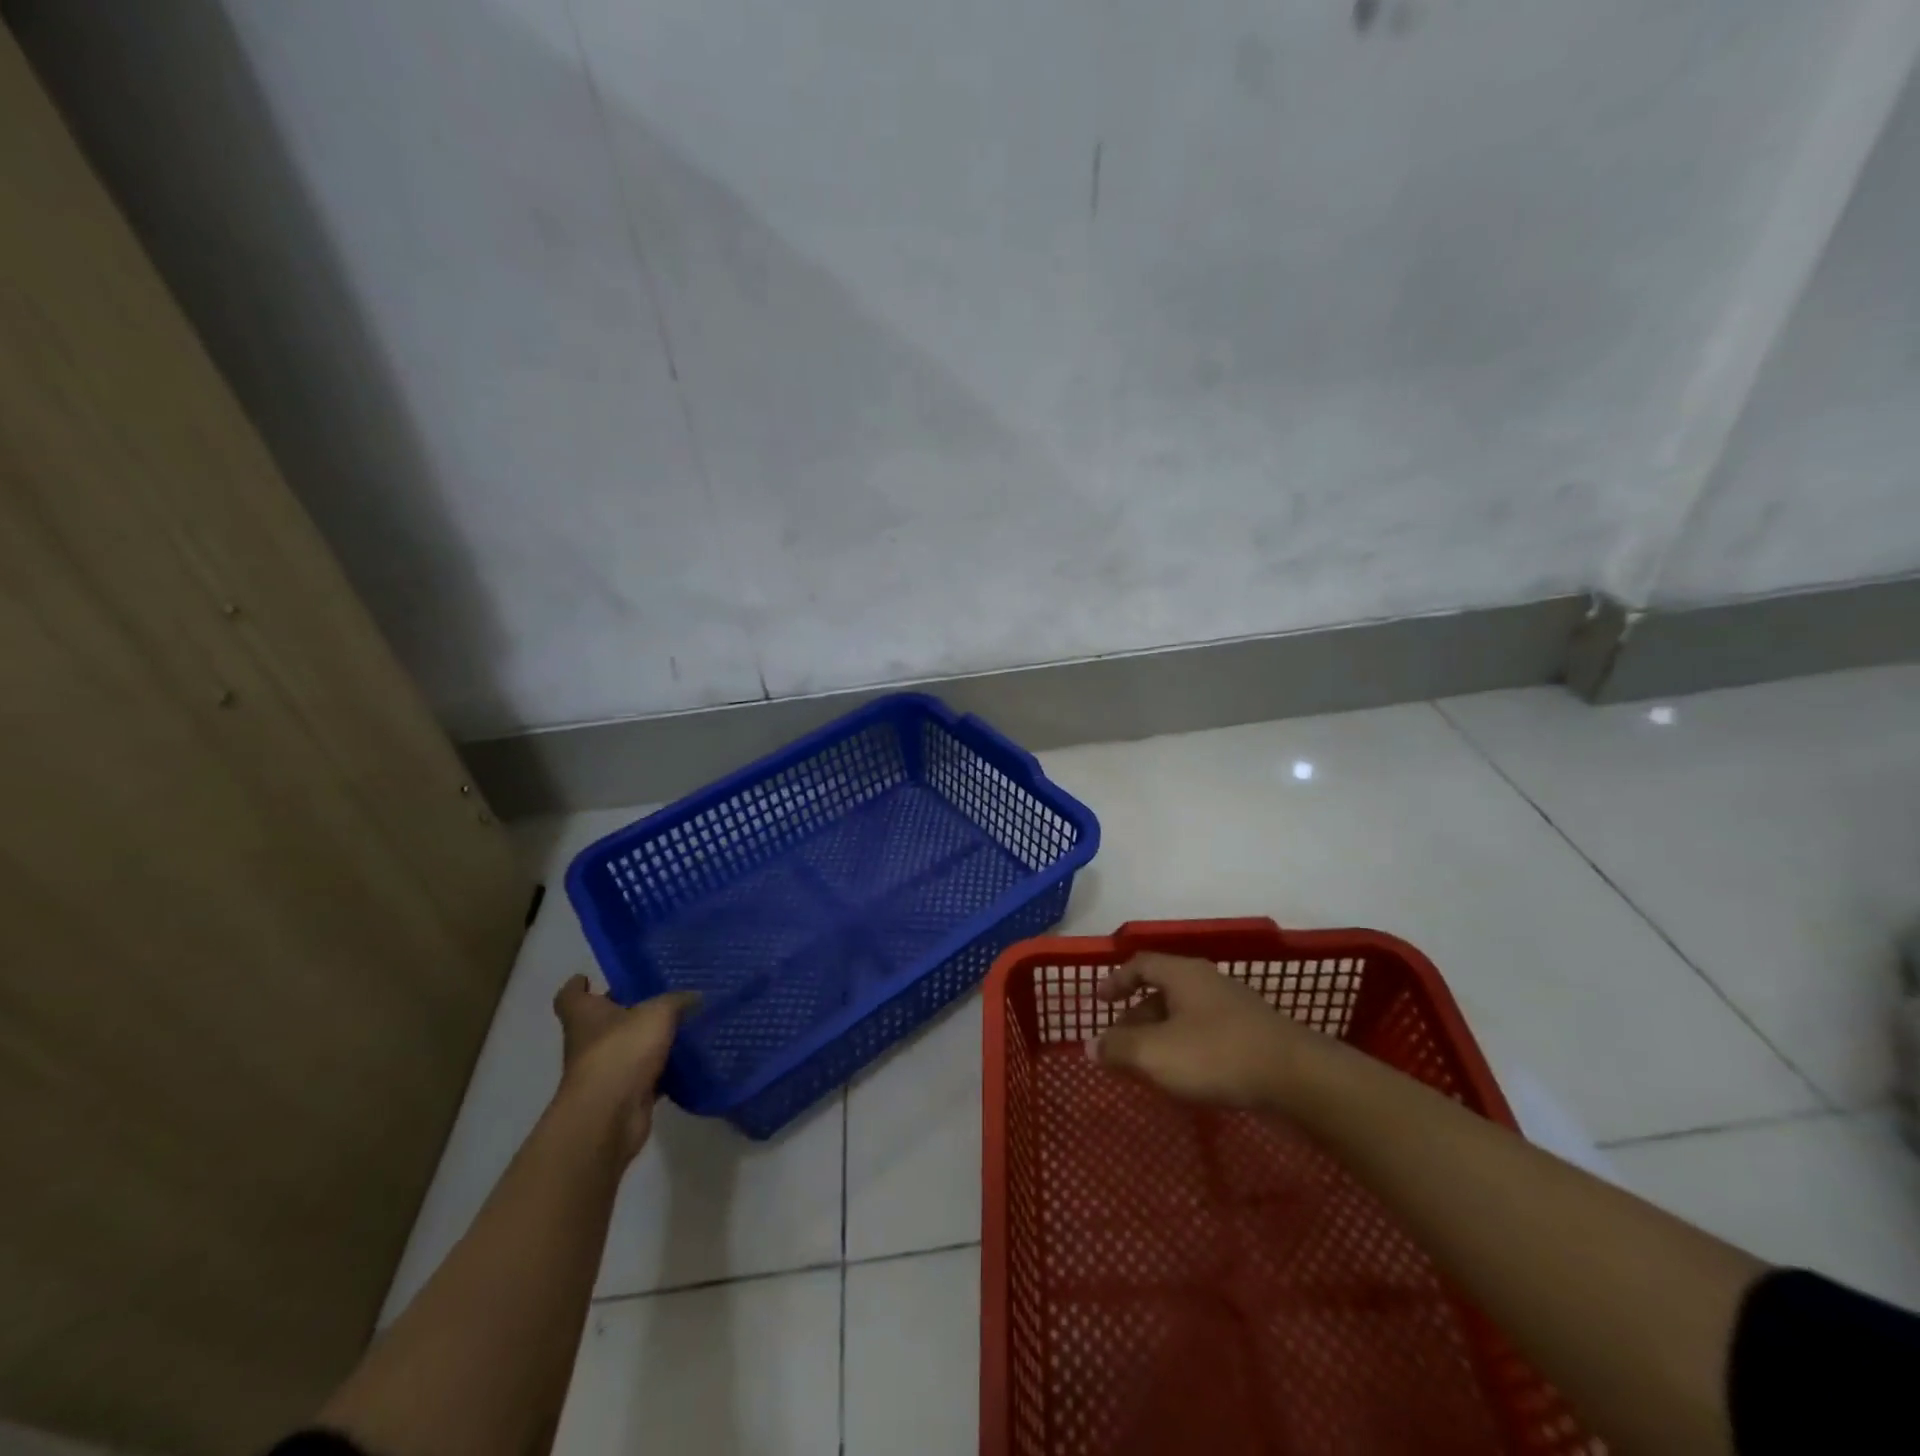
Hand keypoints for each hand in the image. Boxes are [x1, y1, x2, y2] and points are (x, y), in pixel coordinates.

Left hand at [552, 975, 698, 1161]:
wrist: (609, 1115)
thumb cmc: (622, 1051)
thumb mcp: (657, 1013)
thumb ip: (677, 1001)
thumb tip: (695, 996)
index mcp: (585, 1016)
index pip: (571, 996)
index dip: (578, 986)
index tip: (591, 978)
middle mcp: (588, 1042)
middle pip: (602, 1021)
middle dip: (625, 1010)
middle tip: (658, 995)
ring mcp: (604, 1071)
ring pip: (627, 1048)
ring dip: (647, 1041)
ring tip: (682, 1024)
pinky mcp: (624, 1094)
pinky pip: (646, 1075)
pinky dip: (662, 1070)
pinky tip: (688, 1059)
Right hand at [1090, 952, 1326, 1109]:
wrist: (1296, 1076)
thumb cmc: (1216, 1054)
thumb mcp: (1156, 1054)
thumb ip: (1119, 1048)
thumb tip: (1090, 1045)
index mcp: (1181, 974)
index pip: (1140, 965)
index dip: (1116, 980)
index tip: (1099, 1000)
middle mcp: (1206, 980)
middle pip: (1162, 989)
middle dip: (1136, 1015)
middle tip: (1119, 1042)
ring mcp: (1233, 1005)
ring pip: (1184, 1012)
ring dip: (1161, 1033)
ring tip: (1149, 1063)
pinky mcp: (1253, 1031)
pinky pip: (1206, 1030)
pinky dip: (1186, 1044)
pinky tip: (1187, 1073)